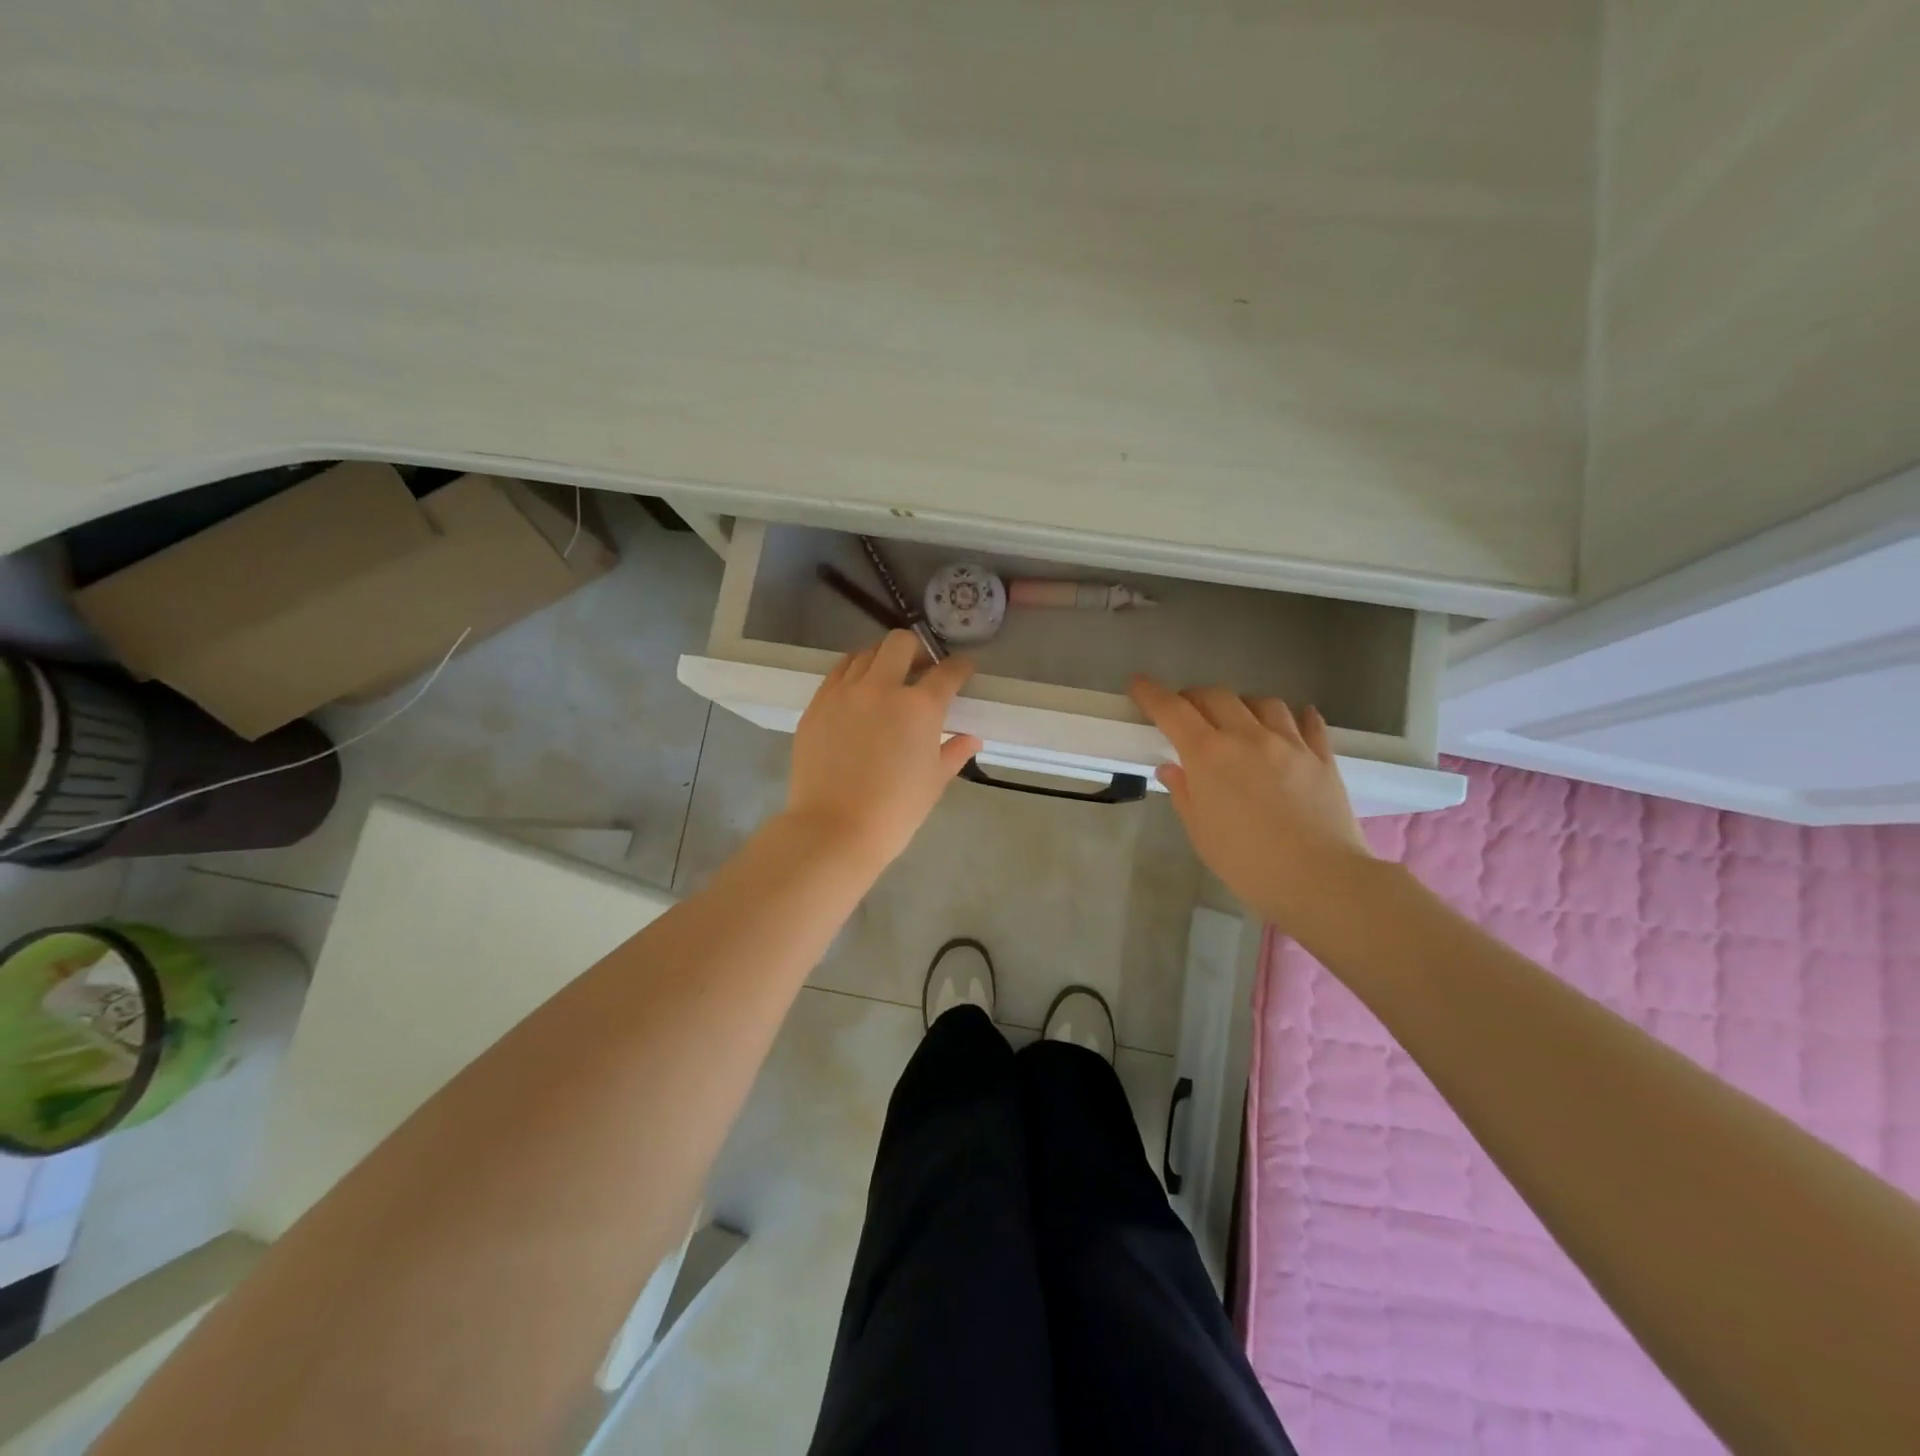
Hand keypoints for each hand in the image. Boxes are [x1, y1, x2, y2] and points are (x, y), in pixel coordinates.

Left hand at [786, 631, 982, 868]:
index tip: (963, 670)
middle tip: (921, 669)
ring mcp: (843, 693)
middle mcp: (881, 688)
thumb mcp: (934, 782)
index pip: (947, 672)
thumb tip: (971, 738)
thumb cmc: (894, 810)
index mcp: (919, 707)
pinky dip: (852, 674)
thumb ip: (953, 752)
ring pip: (865, 654)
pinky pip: (837, 674)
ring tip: (886, 679)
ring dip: (882, 660)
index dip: (960, 668)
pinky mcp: (816, 705)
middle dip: (917, 649)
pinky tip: (857, 693)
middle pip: (900, 644)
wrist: (834, 829)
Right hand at [1128, 677, 1372, 928]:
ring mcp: (1290, 743)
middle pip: (1216, 696)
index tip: (1139, 684)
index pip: (1173, 711)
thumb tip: (1171, 767)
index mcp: (1209, 755)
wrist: (1319, 880)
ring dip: (1243, 705)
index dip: (1152, 693)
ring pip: (1263, 702)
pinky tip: (1293, 722)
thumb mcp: (1201, 832)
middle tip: (1186, 712)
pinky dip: (1296, 717)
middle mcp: (1248, 737)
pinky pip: (1309, 723)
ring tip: (1238, 720)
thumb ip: (1184, 793)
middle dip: (1194, 697)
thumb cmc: (1247, 862)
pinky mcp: (1322, 757)